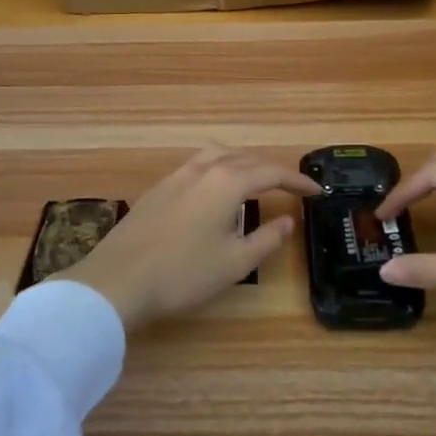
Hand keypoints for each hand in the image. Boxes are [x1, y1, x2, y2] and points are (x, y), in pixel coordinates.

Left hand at [71, 147, 318, 332]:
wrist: (118, 280)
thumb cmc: (183, 274)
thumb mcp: (235, 262)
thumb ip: (266, 239)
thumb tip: (288, 221)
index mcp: (227, 181)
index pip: (271, 172)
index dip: (297, 181)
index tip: (317, 191)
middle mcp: (203, 169)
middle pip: (245, 158)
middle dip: (271, 169)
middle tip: (290, 187)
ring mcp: (177, 175)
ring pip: (218, 155)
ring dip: (243, 163)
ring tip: (256, 180)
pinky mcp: (158, 188)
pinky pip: (199, 165)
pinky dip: (219, 168)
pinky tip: (216, 191)